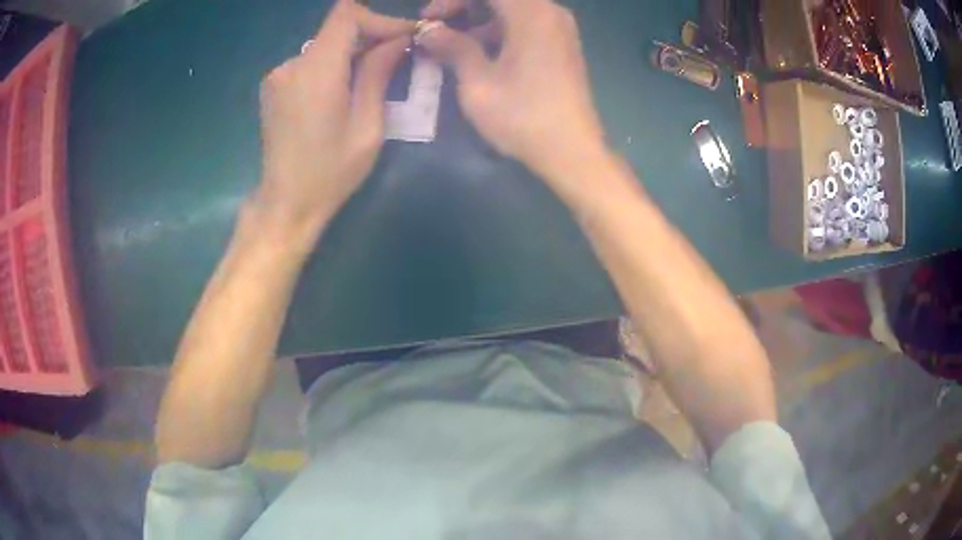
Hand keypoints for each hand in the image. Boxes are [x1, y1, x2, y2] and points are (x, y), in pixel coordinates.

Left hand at [256, 0, 413, 238]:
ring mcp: (278, 75)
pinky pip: (310, 62)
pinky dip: (332, 66)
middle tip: (399, 58)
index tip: (404, 37)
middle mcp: (291, 64)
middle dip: (371, 36)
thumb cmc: (331, 172)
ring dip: (352, 53)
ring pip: (325, 45)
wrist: (286, 204)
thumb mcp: (368, 126)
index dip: (379, 19)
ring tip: (372, 79)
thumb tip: (398, 40)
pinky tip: (342, 91)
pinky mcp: (273, 87)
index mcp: (316, 71)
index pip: (347, 15)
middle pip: (337, 29)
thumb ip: (378, 74)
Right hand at [418, 0, 607, 180]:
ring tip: (450, 46)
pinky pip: (524, 25)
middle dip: (463, 7)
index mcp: (531, 13)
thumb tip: (427, 30)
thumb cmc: (523, 117)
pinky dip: (498, 32)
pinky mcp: (561, 46)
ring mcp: (559, 29)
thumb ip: (452, 47)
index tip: (428, 18)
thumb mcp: (478, 82)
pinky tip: (478, 54)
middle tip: (435, 29)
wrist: (572, 152)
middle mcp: (550, 12)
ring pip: (511, 10)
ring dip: (478, 21)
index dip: (451, 0)